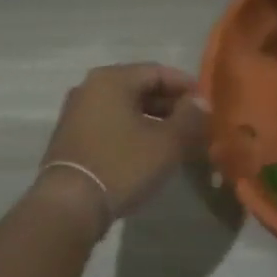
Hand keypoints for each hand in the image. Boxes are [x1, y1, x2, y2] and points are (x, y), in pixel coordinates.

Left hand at [33, 63, 208, 235]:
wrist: (69, 205)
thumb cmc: (122, 165)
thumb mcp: (167, 142)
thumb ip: (189, 117)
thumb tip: (201, 102)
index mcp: (112, 79)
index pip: (158, 71)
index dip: (186, 87)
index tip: (207, 105)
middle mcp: (90, 87)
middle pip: (139, 88)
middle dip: (171, 105)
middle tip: (196, 125)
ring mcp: (77, 112)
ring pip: (125, 108)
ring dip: (153, 121)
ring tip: (177, 141)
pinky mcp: (71, 137)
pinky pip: (110, 125)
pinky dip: (132, 132)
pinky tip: (149, 152)